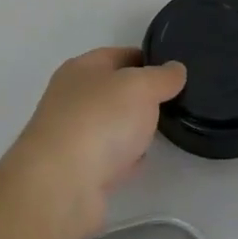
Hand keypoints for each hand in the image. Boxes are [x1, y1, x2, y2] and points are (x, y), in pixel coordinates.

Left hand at [0, 48, 185, 238]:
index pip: (118, 55)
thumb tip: (175, 69)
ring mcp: (71, 134)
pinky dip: (123, 158)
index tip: (174, 70)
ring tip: (162, 130)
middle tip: (173, 102)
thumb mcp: (140, 87)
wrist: (61, 183)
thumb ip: (161, 77)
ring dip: (131, 127)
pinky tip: (140, 161)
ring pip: (110, 124)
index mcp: (81, 68)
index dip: (146, 59)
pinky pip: (107, 157)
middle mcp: (71, 97)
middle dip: (140, 95)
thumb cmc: (100, 120)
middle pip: (112, 90)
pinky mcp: (76, 170)